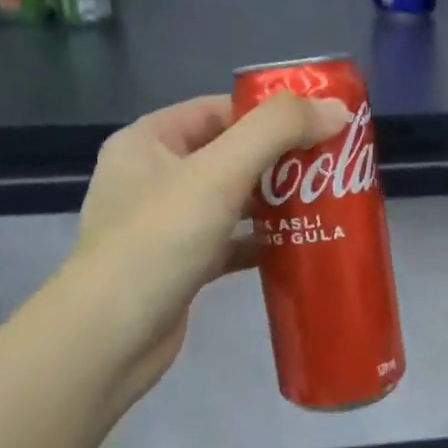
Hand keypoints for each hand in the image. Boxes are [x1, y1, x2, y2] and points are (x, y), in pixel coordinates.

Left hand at [67, 90, 350, 405]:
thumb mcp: (219, 172)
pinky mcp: (181, 265)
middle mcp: (153, 177)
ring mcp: (165, 225)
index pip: (218, 110)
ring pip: (231, 201)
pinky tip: (299, 244)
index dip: (269, 112)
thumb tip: (336, 109)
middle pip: (229, 154)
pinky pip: (229, 241)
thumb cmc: (159, 240)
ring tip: (327, 201)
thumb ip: (277, 131)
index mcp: (148, 141)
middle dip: (280, 160)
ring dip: (274, 202)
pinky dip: (261, 241)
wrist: (111, 338)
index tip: (319, 123)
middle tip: (332, 164)